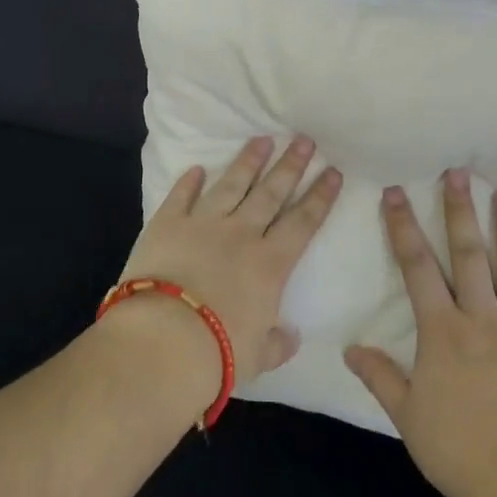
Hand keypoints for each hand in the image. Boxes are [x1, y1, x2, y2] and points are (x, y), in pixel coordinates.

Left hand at [119, 135, 342, 397]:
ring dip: (248, 161)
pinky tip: (197, 168)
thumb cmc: (219, 353)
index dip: (320, 196)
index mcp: (270, 264)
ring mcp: (202, 223)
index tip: (332, 171)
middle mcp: (241, 234)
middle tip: (303, 140)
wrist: (164, 339)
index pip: (303, 222)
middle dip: (291, 165)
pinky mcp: (167, 224)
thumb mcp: (258, 357)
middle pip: (271, 192)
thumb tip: (292, 336)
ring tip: (262, 139)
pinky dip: (189, 182)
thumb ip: (277, 343)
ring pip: (231, 184)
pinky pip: (181, 196)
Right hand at [344, 169, 496, 496]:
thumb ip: (380, 376)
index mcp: (443, 331)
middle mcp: (482, 321)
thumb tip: (350, 347)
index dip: (404, 228)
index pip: (417, 268)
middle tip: (459, 173)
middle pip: (470, 257)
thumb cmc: (456, 449)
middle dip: (461, 212)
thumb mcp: (406, 414)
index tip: (397, 193)